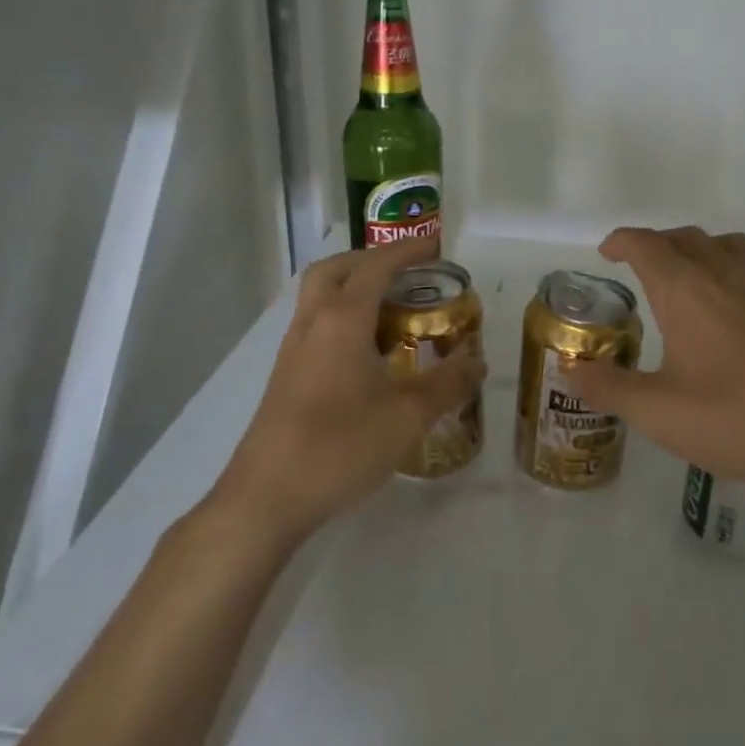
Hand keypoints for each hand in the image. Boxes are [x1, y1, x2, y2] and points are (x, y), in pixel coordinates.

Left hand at [208, 237, 486, 545]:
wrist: (266, 497)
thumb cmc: (340, 447)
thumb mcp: (407, 416)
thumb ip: (448, 384)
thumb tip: (478, 361)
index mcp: (342, 320)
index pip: (375, 267)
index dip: (407, 251)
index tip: (435, 247)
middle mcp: (312, 323)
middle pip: (335, 269)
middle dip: (371, 260)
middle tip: (407, 273)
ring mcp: (293, 350)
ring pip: (320, 297)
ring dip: (353, 288)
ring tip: (394, 310)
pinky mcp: (286, 376)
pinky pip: (316, 325)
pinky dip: (343, 318)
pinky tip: (368, 353)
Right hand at [562, 226, 744, 498]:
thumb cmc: (736, 419)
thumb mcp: (659, 413)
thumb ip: (609, 388)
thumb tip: (570, 370)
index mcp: (685, 291)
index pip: (646, 245)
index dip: (623, 241)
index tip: (607, 251)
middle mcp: (726, 273)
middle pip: (685, 238)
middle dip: (658, 244)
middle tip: (643, 266)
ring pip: (728, 244)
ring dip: (702, 249)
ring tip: (693, 272)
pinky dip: (743, 266)